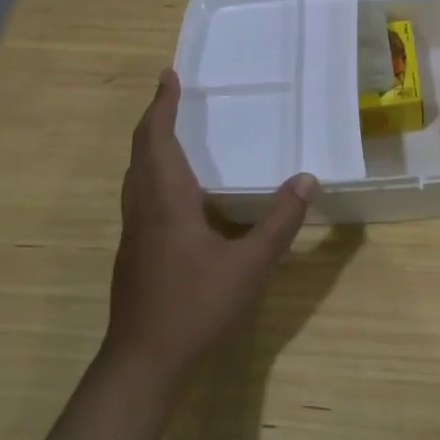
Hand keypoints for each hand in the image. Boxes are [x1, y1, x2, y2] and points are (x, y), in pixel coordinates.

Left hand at [104, 69, 315, 379]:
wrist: (142, 365)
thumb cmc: (195, 308)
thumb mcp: (249, 266)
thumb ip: (279, 222)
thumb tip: (307, 179)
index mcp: (167, 200)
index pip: (157, 138)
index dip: (162, 105)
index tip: (169, 75)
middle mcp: (143, 208)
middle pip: (140, 151)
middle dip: (154, 118)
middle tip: (170, 94)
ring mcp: (133, 232)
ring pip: (135, 174)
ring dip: (149, 145)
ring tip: (171, 131)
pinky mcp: (133, 252)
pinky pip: (138, 194)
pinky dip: (151, 172)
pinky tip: (175, 191)